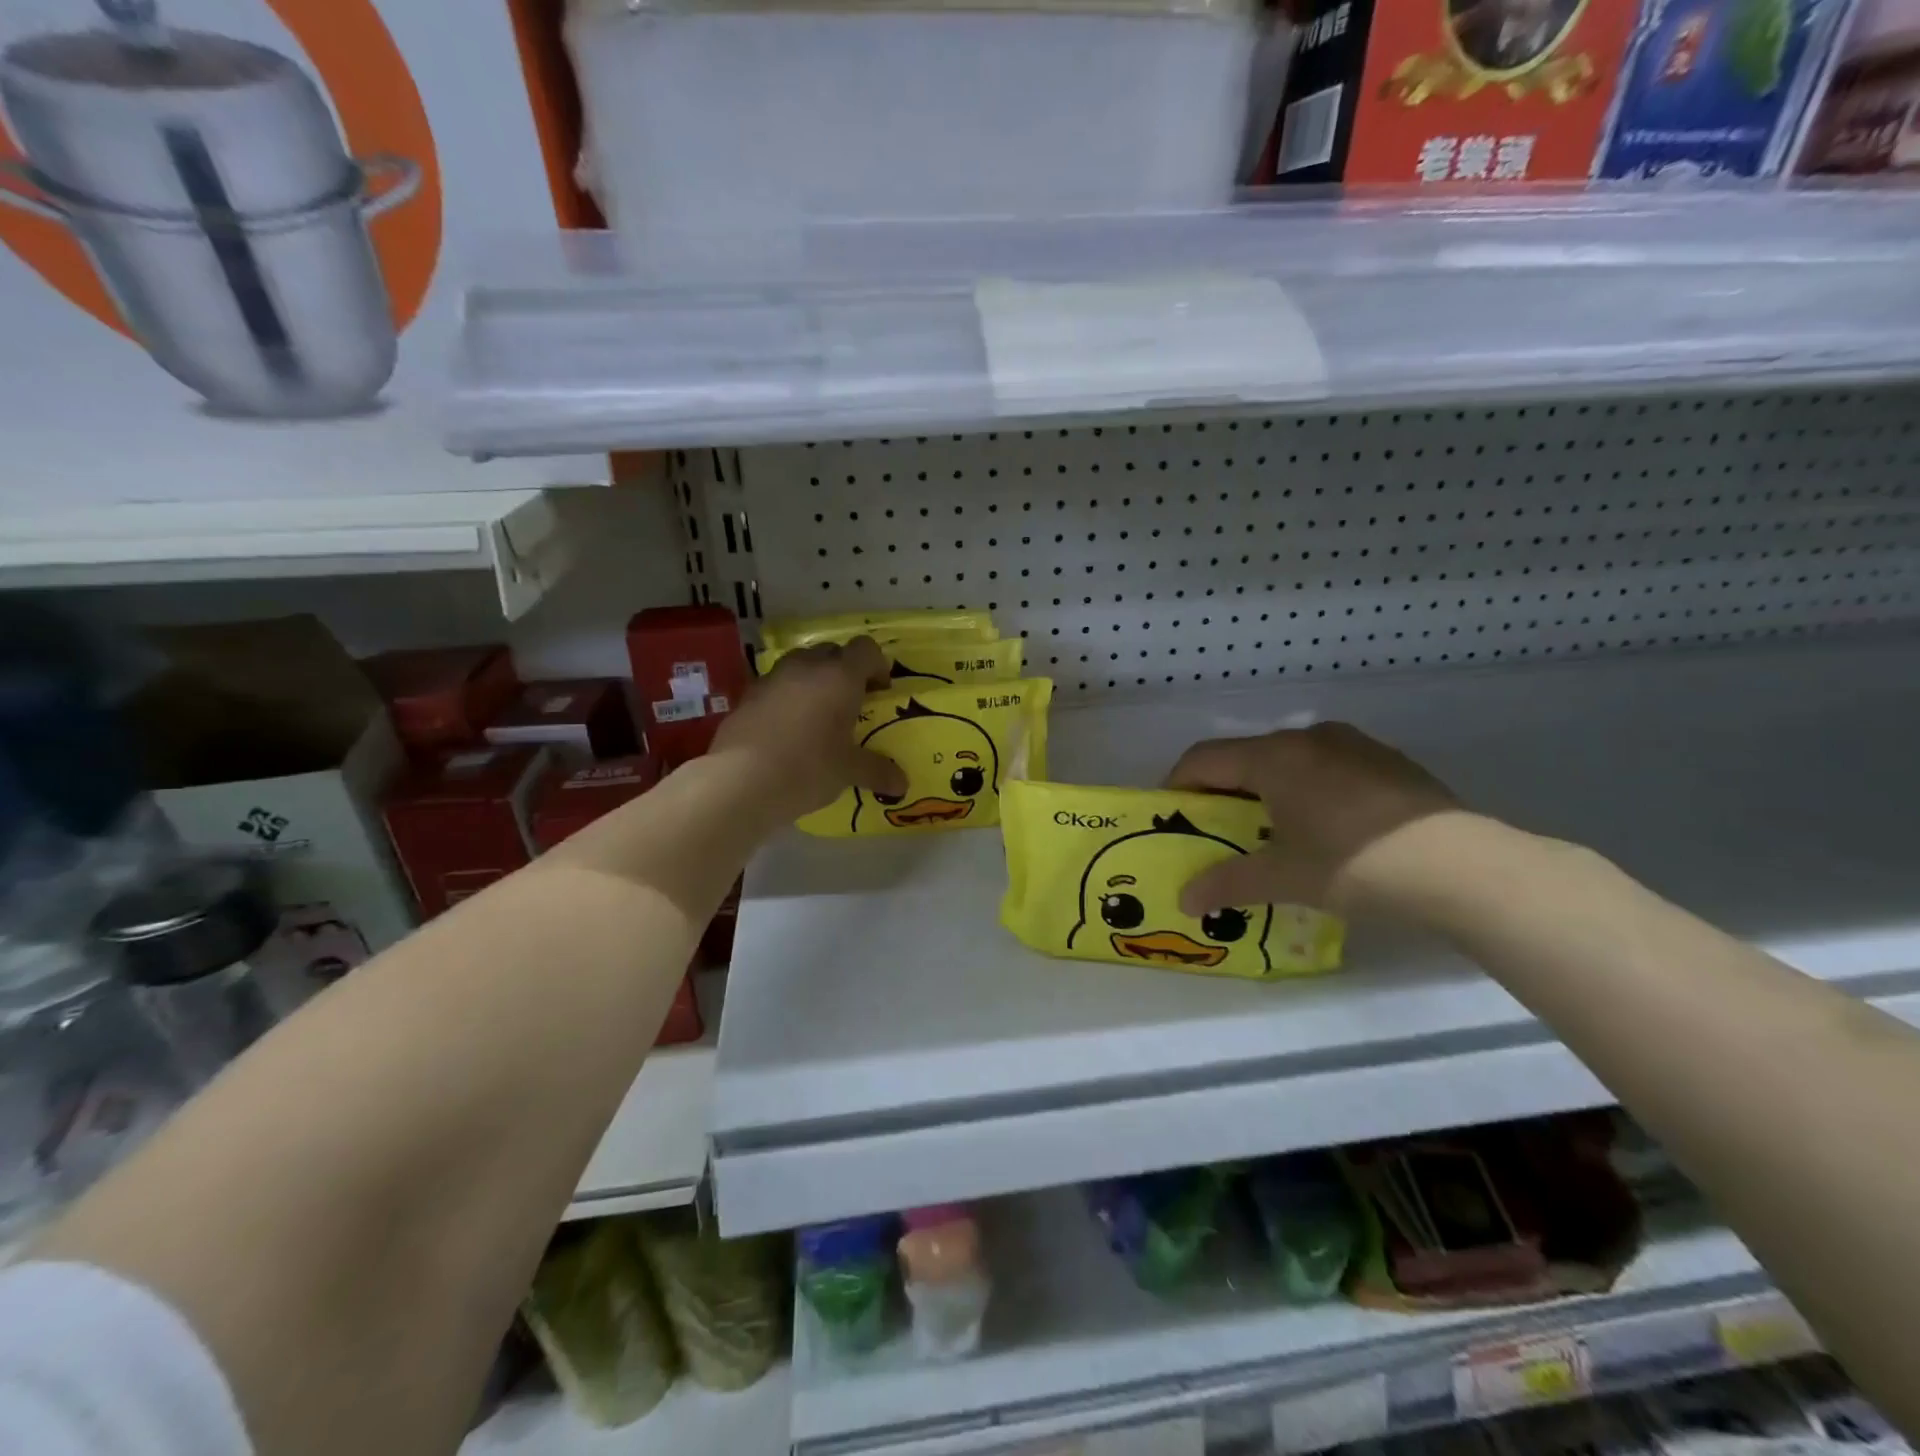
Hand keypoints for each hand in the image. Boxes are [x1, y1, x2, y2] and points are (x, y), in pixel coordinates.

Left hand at [711, 636, 907, 822]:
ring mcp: (772, 678)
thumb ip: (877, 771)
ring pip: (800, 665)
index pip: (865, 649)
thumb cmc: (807, 768)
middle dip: (844, 671)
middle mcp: (806, 668)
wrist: (741, 780)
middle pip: (832, 652)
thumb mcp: (848, 771)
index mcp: (840, 677)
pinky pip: (775, 686)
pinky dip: (787, 698)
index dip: (877, 665)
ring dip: (813, 681)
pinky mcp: (747, 696)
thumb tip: (902, 785)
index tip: (880, 691)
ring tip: (817, 715)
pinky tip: (787, 730)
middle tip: (851, 703)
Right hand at [1165, 722, 1457, 914]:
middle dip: (1224, 791)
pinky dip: (1309, 789)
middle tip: (1220, 831)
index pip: (1203, 759)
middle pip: (1245, 757)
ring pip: (1289, 760)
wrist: (1465, 868)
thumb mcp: (1283, 879)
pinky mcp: (1388, 761)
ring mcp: (1353, 745)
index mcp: (1273, 757)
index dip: (1178, 786)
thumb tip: (1183, 901)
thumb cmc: (1355, 865)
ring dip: (1268, 789)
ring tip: (1275, 831)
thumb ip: (1226, 884)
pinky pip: (1328, 767)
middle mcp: (1308, 737)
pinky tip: (1328, 829)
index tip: (1173, 818)